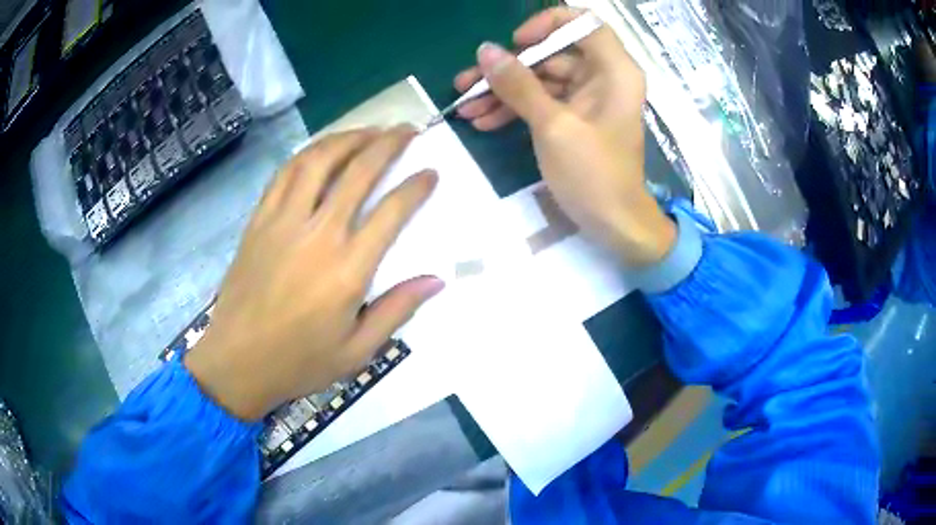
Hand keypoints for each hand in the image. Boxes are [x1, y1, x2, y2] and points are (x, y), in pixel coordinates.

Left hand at [185, 127, 442, 420]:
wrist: (237, 362)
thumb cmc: (299, 362)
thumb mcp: (357, 351)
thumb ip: (396, 310)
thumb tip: (436, 280)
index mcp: (347, 270)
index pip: (391, 212)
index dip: (416, 186)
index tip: (430, 172)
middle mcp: (317, 234)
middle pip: (358, 172)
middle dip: (388, 143)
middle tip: (407, 129)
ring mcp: (283, 222)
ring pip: (318, 160)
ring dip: (347, 137)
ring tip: (369, 129)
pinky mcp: (259, 221)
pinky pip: (284, 174)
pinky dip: (308, 153)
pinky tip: (322, 149)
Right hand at [454, 7, 675, 266]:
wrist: (614, 226)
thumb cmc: (593, 176)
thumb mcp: (552, 127)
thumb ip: (518, 85)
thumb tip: (485, 51)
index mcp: (613, 71)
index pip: (583, 24)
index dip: (547, 25)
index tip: (516, 43)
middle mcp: (603, 77)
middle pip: (552, 54)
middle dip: (508, 68)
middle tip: (466, 83)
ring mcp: (588, 98)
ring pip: (541, 80)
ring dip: (503, 92)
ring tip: (465, 108)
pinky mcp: (576, 118)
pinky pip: (543, 102)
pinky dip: (515, 109)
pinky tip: (483, 122)